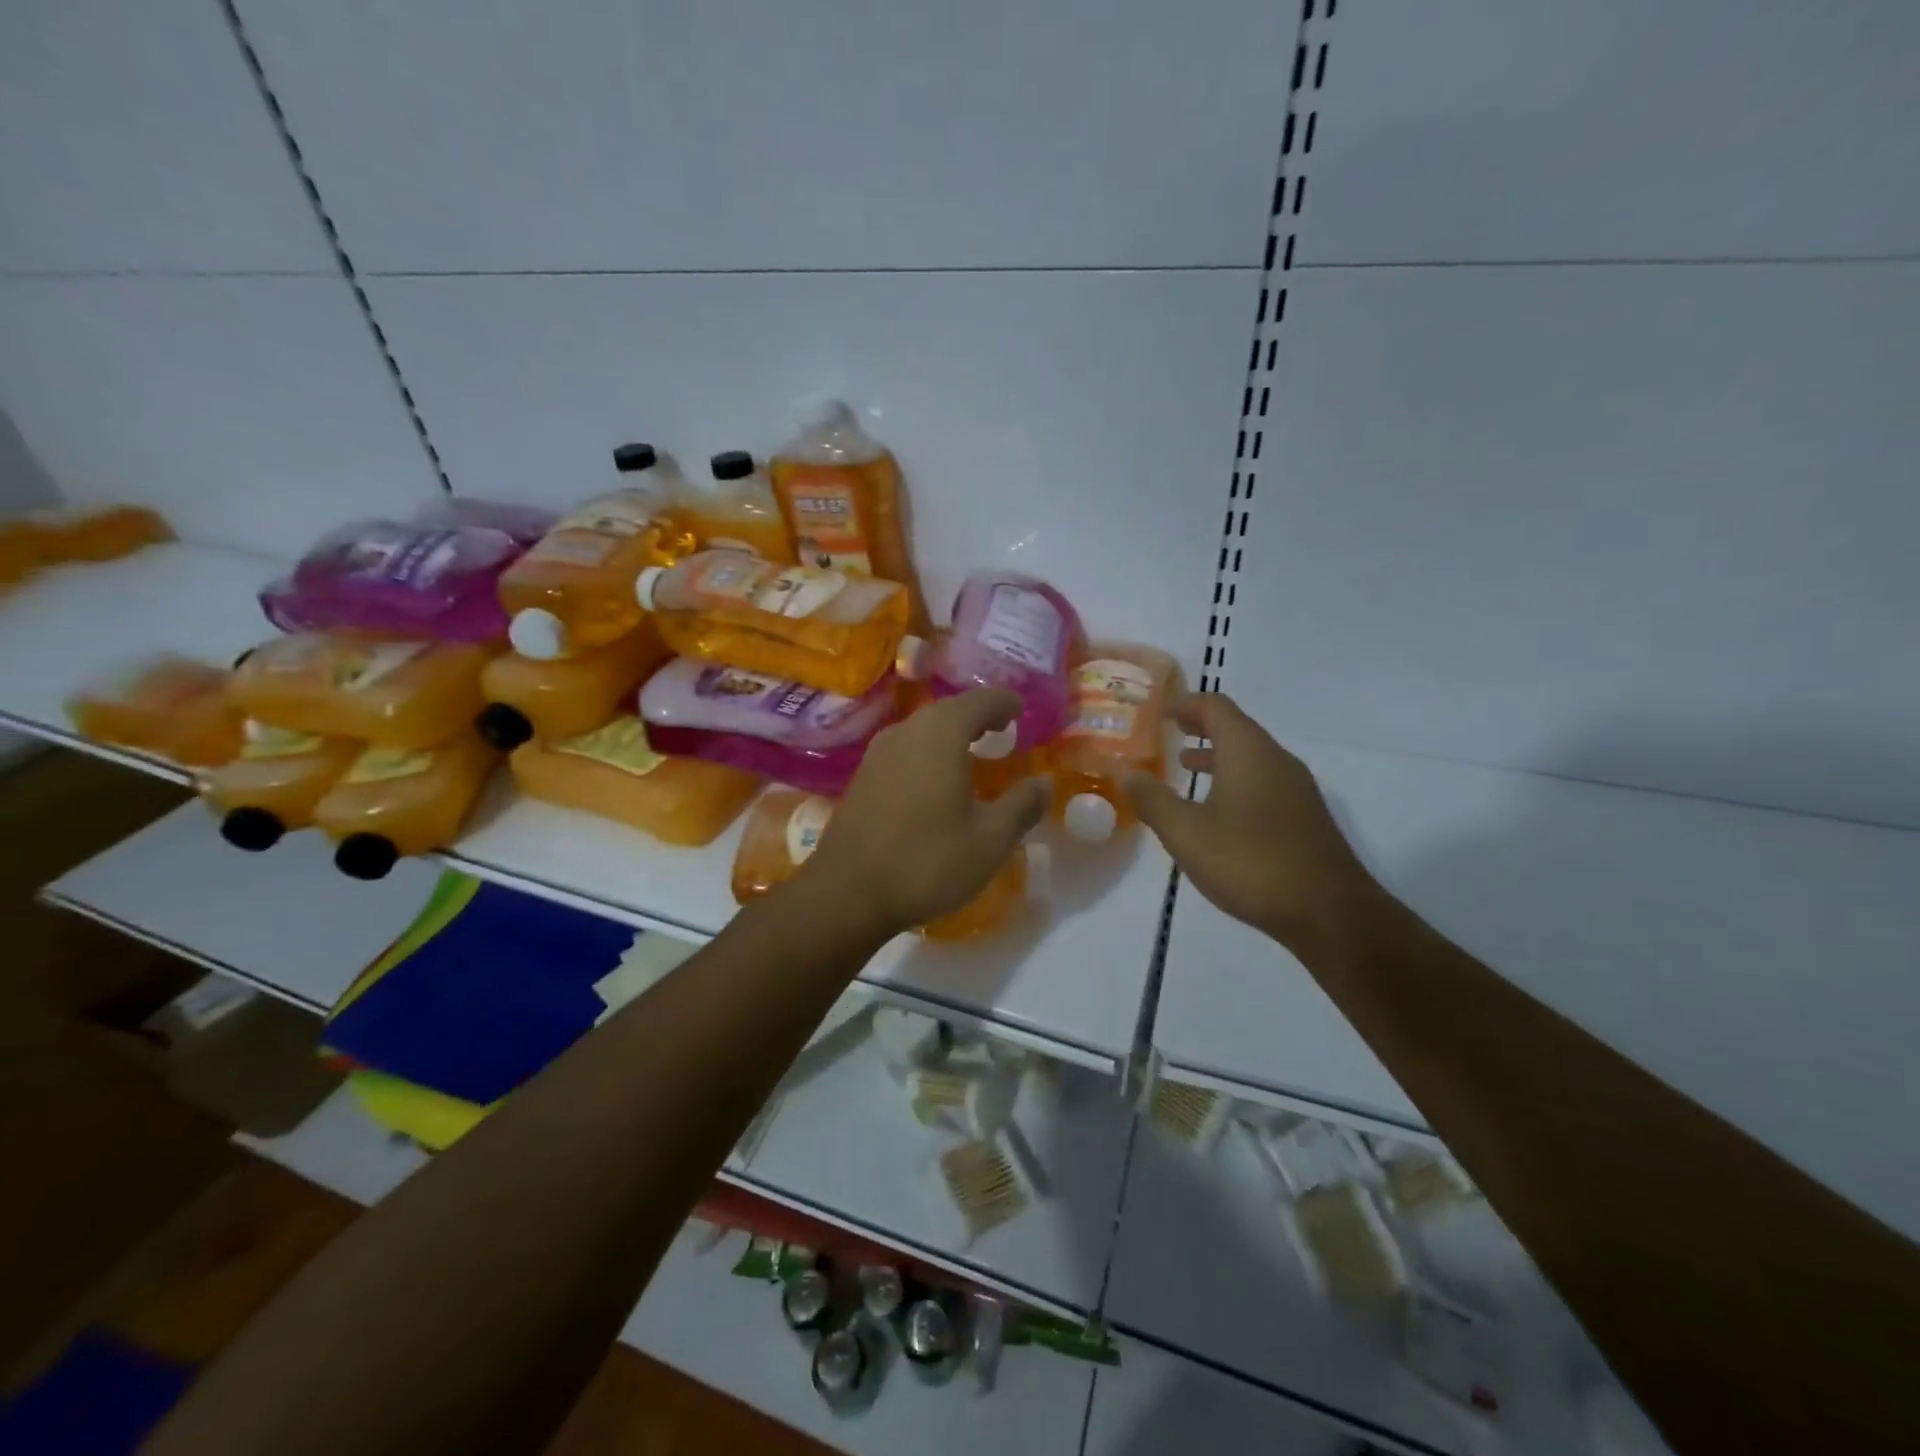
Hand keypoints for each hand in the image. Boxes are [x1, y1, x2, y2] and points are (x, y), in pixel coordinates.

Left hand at [804, 688, 1046, 938]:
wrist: (847, 892)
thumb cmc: (927, 860)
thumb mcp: (989, 839)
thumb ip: (1021, 806)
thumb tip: (1043, 782)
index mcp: (940, 734)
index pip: (979, 701)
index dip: (1003, 702)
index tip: (1020, 708)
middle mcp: (906, 732)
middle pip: (947, 710)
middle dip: (977, 715)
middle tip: (1001, 728)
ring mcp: (878, 753)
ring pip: (922, 729)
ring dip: (950, 733)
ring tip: (972, 751)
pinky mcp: (862, 777)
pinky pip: (904, 750)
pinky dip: (928, 752)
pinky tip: (936, 779)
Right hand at [1124, 693, 1380, 957]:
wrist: (1328, 913)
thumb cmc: (1250, 862)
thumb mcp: (1186, 833)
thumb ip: (1152, 799)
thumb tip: (1125, 772)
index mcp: (1247, 751)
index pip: (1215, 706)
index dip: (1184, 704)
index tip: (1158, 711)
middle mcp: (1276, 759)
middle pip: (1236, 728)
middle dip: (1200, 727)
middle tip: (1168, 733)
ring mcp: (1296, 788)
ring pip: (1251, 757)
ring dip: (1217, 756)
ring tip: (1185, 766)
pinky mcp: (1305, 816)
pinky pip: (1264, 781)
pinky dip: (1235, 779)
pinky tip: (1218, 811)